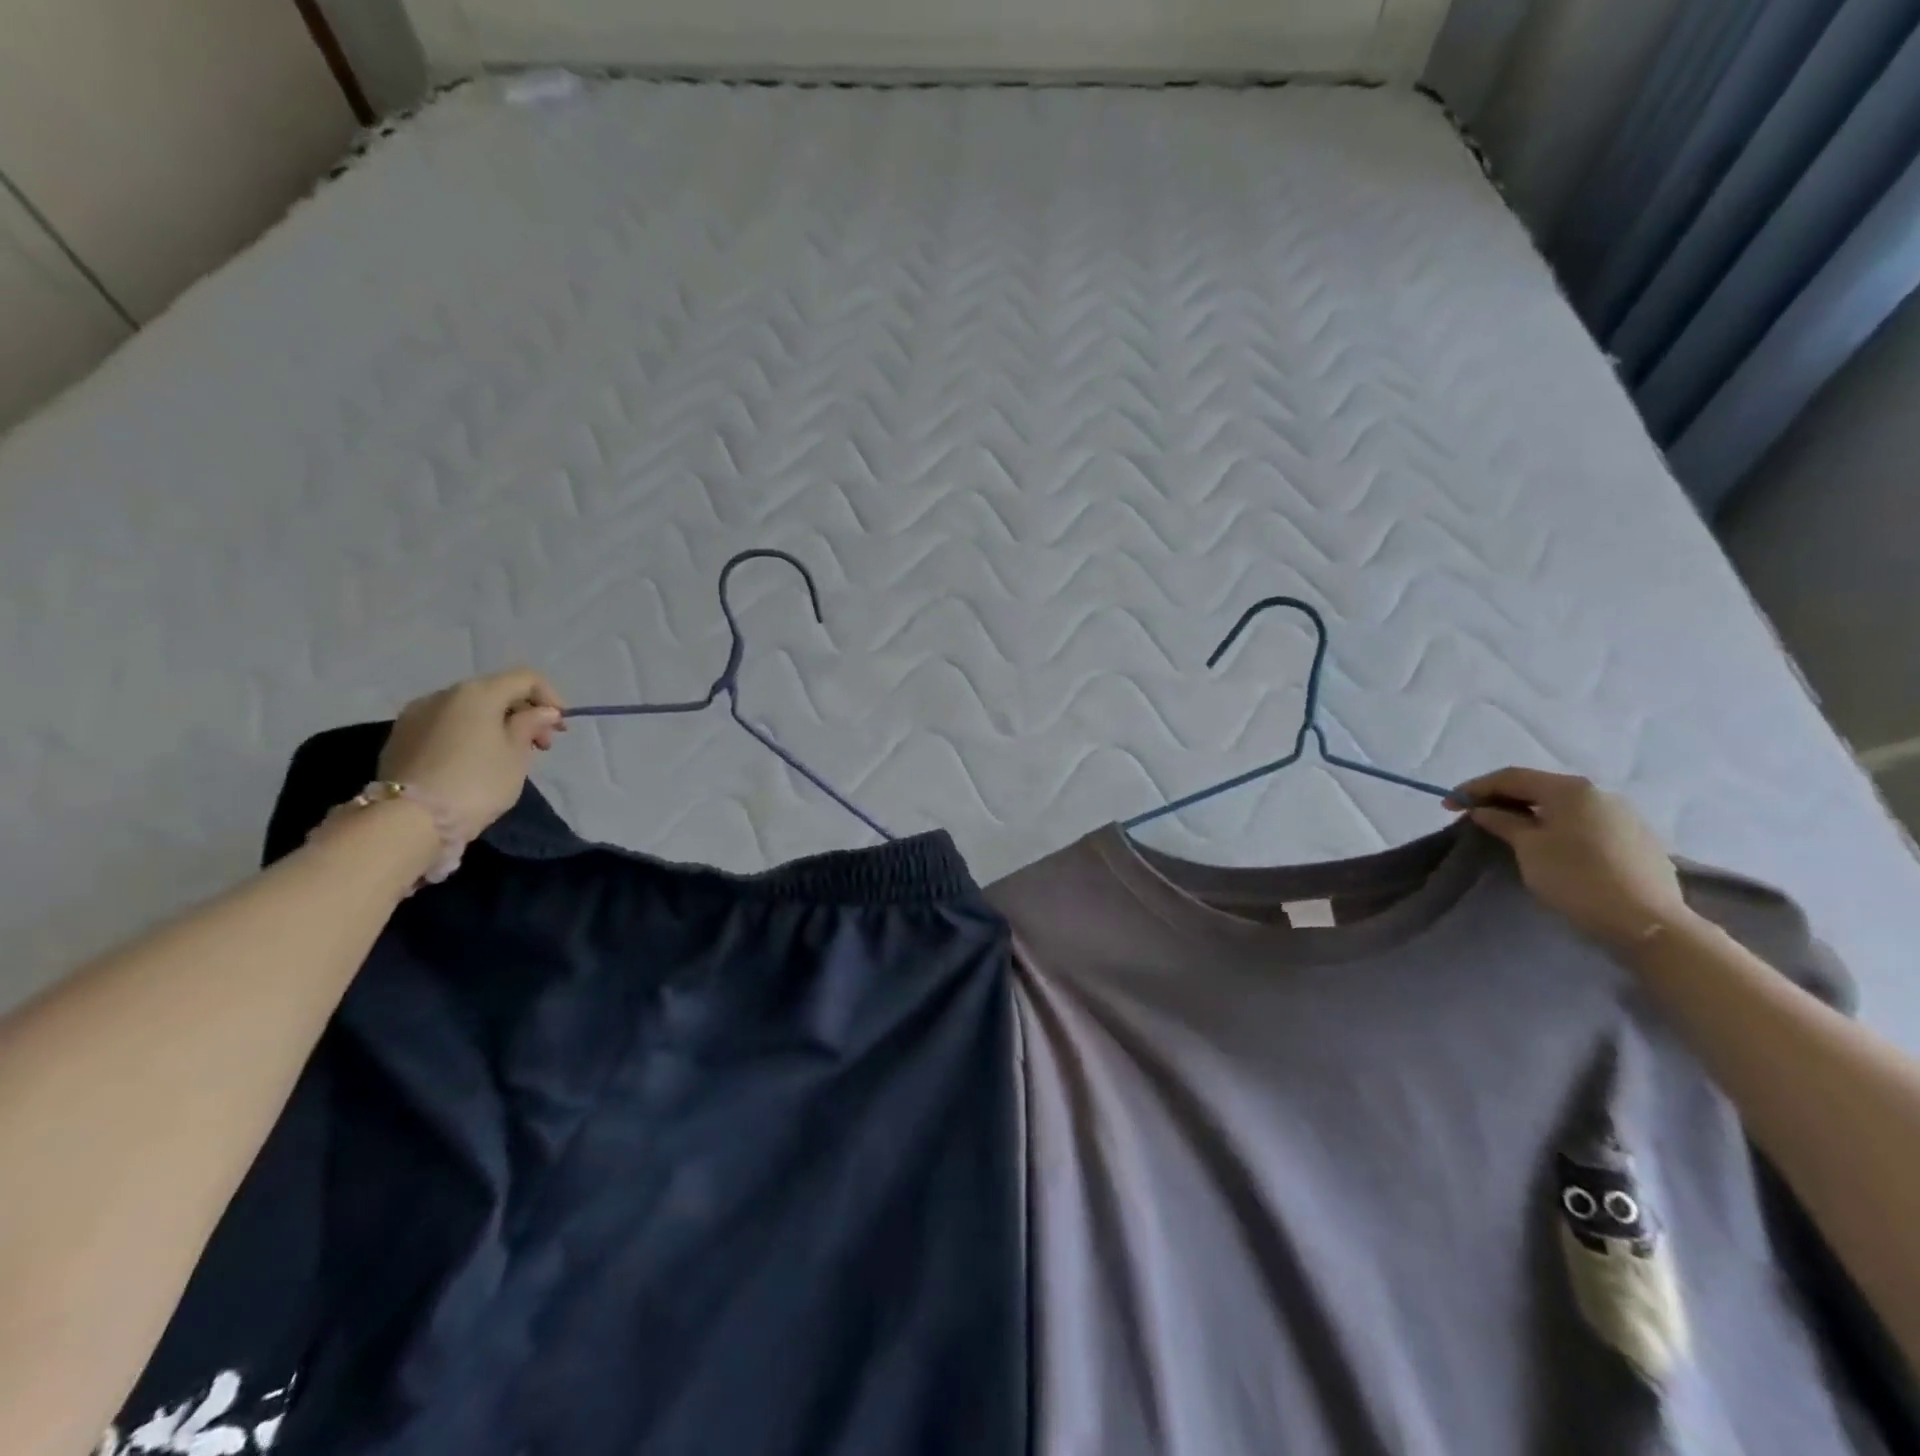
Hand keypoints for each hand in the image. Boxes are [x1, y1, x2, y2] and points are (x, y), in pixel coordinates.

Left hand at [377, 669, 567, 842]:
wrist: (408, 820)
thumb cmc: (476, 783)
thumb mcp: (517, 755)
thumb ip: (531, 725)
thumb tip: (542, 712)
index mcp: (477, 693)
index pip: (525, 678)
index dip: (550, 697)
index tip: (560, 727)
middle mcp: (443, 694)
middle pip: (495, 691)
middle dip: (523, 713)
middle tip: (540, 745)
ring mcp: (415, 715)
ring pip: (468, 709)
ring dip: (495, 724)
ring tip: (508, 755)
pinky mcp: (400, 738)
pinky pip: (446, 725)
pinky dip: (469, 734)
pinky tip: (475, 761)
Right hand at [1447, 768, 1694, 951]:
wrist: (1647, 922)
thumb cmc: (1577, 878)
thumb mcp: (1529, 848)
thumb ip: (1503, 822)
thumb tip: (1484, 810)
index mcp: (1571, 789)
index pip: (1512, 777)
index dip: (1475, 788)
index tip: (1448, 805)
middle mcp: (1600, 793)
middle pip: (1539, 788)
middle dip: (1502, 798)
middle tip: (1473, 815)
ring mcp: (1624, 815)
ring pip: (1564, 806)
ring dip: (1530, 812)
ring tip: (1507, 829)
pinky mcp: (1636, 839)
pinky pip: (1584, 822)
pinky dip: (1557, 825)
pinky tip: (1547, 842)